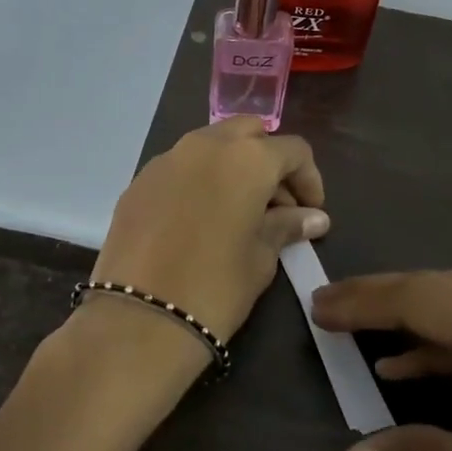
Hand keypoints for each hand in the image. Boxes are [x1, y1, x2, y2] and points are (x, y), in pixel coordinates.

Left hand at [89, 118, 327, 352]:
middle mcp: (205, 145)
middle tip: (275, 204)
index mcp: (246, 158)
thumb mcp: (261, 257)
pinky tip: (199, 221)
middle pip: (248, 133)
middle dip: (267, 160)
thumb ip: (286, 226)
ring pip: (210, 146)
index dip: (309, 178)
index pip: (292, 150)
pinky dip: (198, 181)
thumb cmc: (216, 286)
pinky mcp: (138, 182)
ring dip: (231, 167)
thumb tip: (313, 218)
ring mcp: (166, 159)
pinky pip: (179, 168)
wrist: (139, 317)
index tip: (311, 211)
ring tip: (238, 213)